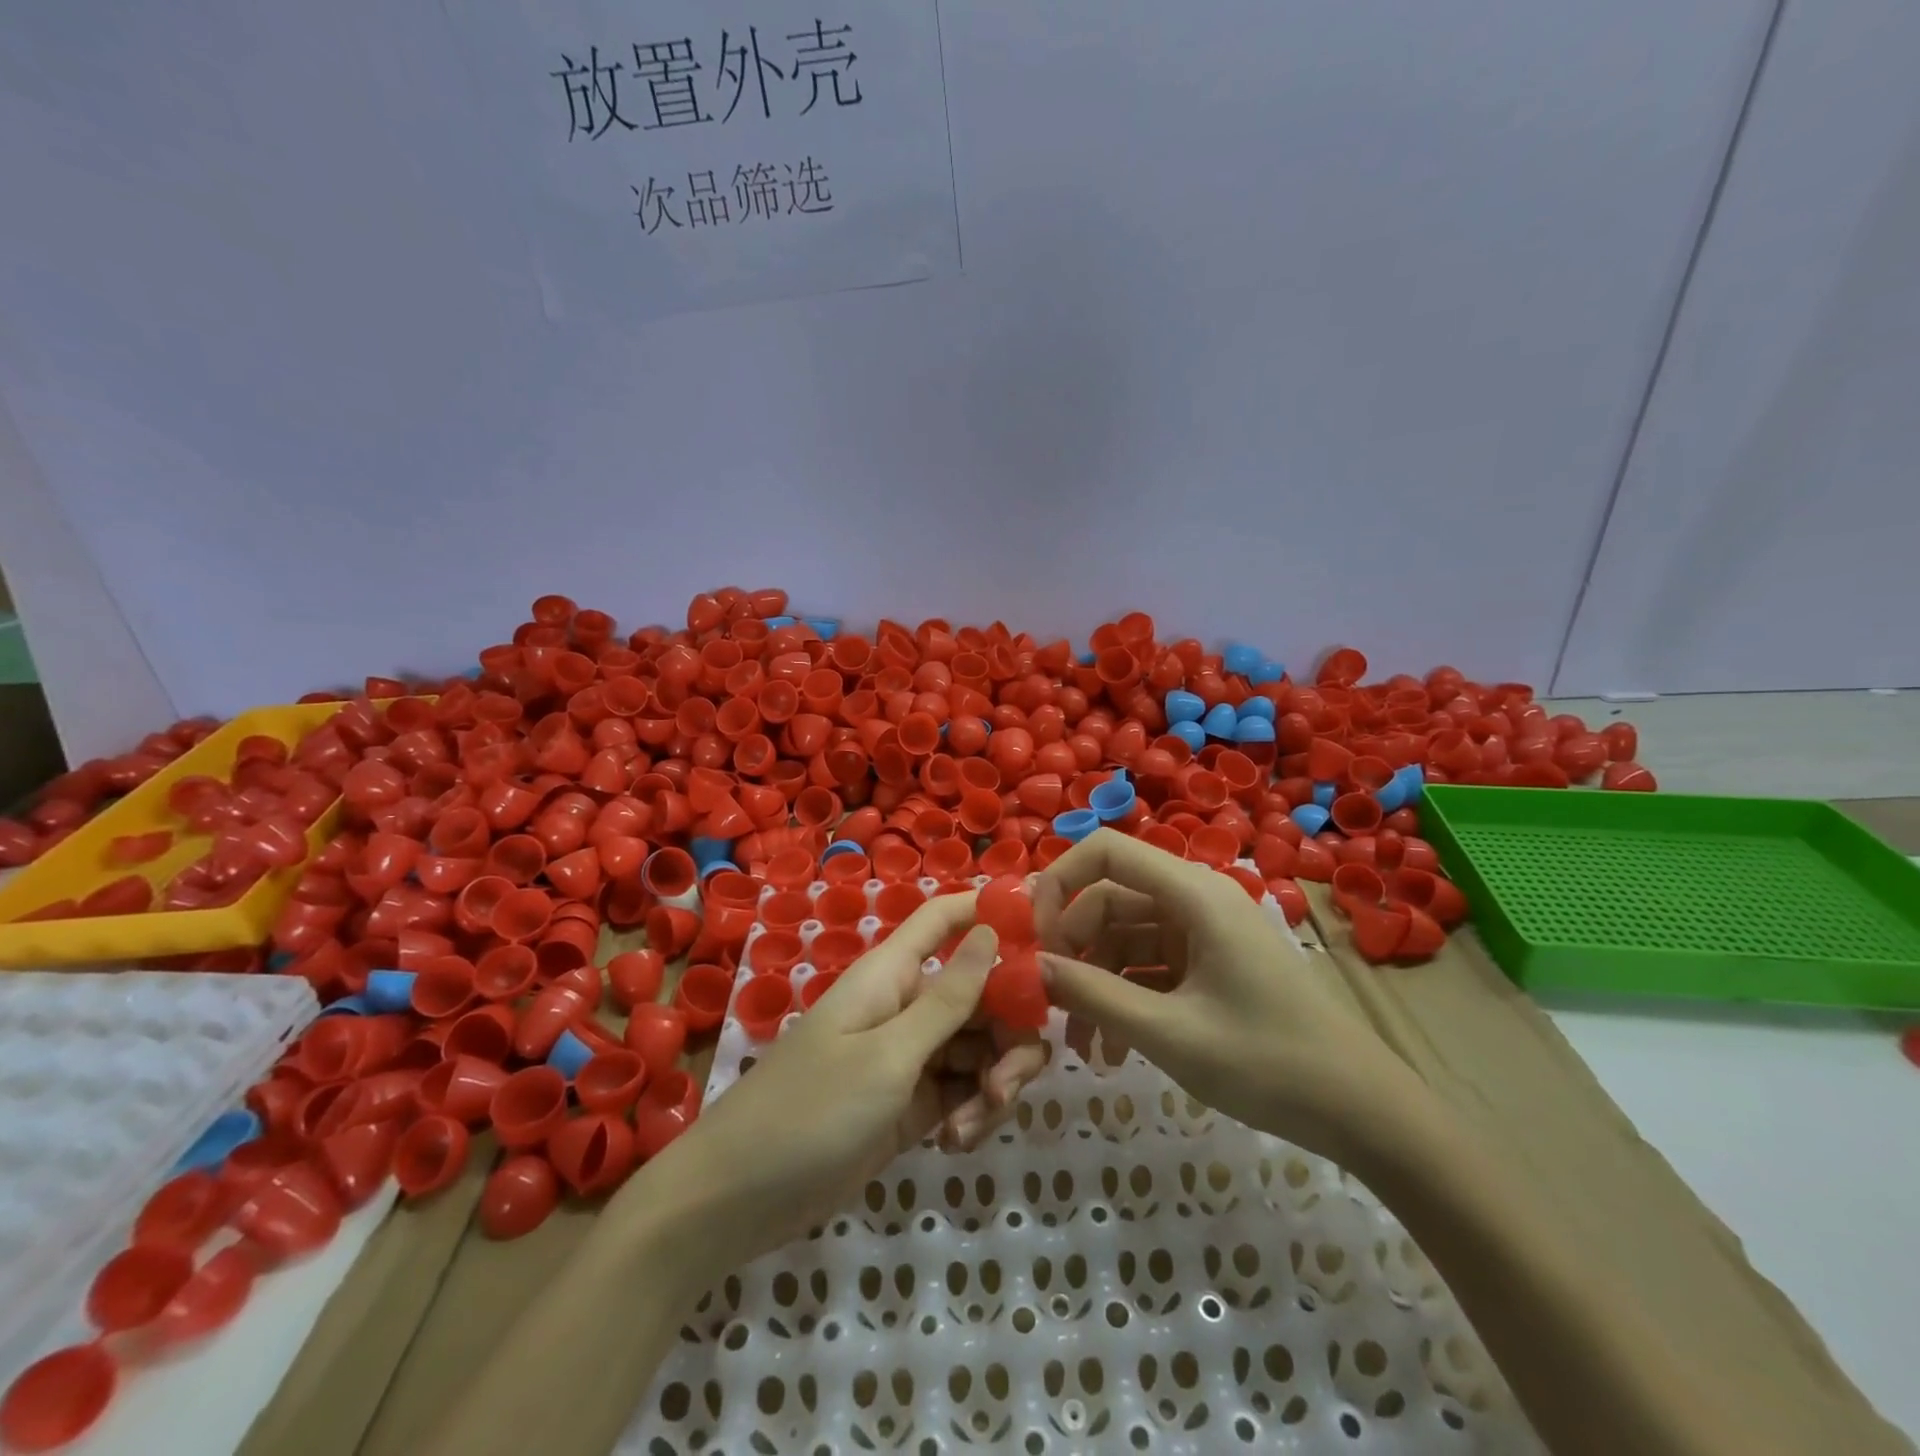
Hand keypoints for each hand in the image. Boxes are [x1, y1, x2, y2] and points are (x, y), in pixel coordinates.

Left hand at [632, 892, 1047, 1268]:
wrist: (736, 1199)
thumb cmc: (810, 1111)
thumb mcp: (888, 1056)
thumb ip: (947, 999)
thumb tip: (989, 931)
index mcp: (894, 974)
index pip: (946, 919)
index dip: (991, 913)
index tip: (1046, 937)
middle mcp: (907, 1005)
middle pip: (982, 993)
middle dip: (1009, 1033)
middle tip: (1009, 1084)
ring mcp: (910, 1056)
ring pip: (979, 1047)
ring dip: (992, 1084)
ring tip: (972, 1126)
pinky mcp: (911, 1103)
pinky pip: (962, 1091)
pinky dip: (971, 1113)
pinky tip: (954, 1145)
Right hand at [1033, 829, 1424, 1163]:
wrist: (1363, 1113)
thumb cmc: (1268, 1064)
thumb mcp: (1169, 1034)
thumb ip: (1093, 996)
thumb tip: (1031, 967)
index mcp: (1193, 895)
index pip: (1107, 851)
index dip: (1060, 881)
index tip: (1033, 936)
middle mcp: (1196, 900)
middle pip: (1109, 899)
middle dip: (1074, 948)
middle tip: (1050, 1003)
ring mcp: (1204, 932)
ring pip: (1125, 937)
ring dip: (1096, 982)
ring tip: (1082, 1046)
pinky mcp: (1210, 963)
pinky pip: (1149, 965)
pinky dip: (1125, 997)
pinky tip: (1113, 1049)